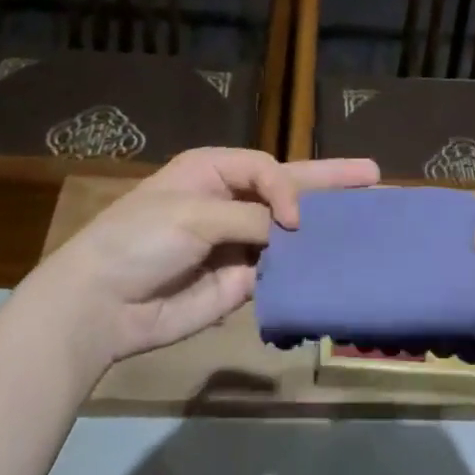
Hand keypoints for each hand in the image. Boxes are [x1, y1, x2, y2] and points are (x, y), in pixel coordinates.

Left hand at [30, 147, 378, 370]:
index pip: (269, 169)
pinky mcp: (239, 285)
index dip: (290, 188)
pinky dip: (302, 273)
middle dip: (329, 183)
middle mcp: (232, 202)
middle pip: (289, 189)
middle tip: (373, 175)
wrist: (101, 305)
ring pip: (289, 235)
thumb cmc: (140, 239)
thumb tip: (292, 232)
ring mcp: (238, 244)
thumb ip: (248, 219)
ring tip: (368, 225)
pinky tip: (336, 270)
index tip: (294, 220)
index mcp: (215, 171)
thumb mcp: (192, 215)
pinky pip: (278, 274)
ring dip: (322, 231)